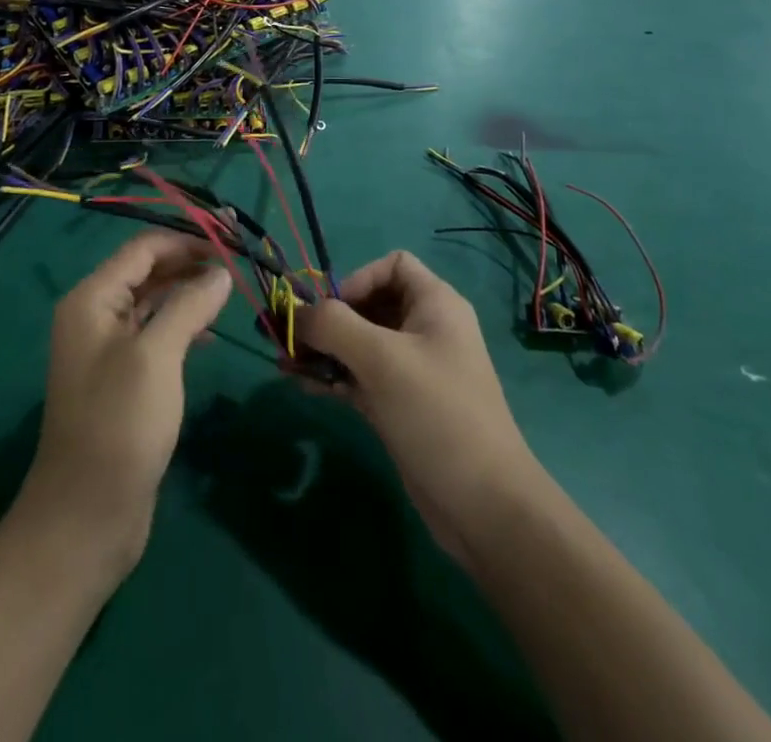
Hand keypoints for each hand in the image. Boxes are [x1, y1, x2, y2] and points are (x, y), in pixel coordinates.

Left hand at [16, 232, 230, 583]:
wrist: (86, 516)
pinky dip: (182, 325)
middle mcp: (95, 315)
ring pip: (152, 302)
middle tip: (237, 264)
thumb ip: (188, 305)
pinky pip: (154, 334)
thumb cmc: (119, 424)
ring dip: (188, 293)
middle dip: (189, 263)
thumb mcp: (157, 355)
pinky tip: (211, 333)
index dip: (186, 239)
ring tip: (230, 293)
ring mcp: (107, 349)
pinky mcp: (122, 379)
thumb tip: (221, 273)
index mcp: (92, 299)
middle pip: (147, 271)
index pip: (143, 248)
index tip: (230, 240)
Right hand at [296, 251, 536, 563]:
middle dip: (329, 318)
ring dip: (324, 349)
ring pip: (360, 343)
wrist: (484, 506)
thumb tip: (294, 313)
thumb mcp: (381, 359)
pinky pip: (361, 376)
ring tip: (286, 363)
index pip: (392, 265)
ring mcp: (414, 369)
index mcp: (435, 304)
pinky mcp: (401, 404)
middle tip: (291, 339)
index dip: (358, 279)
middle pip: (369, 304)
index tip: (333, 311)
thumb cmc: (436, 413)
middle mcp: (425, 329)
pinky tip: (303, 386)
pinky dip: (334, 376)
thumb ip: (332, 325)